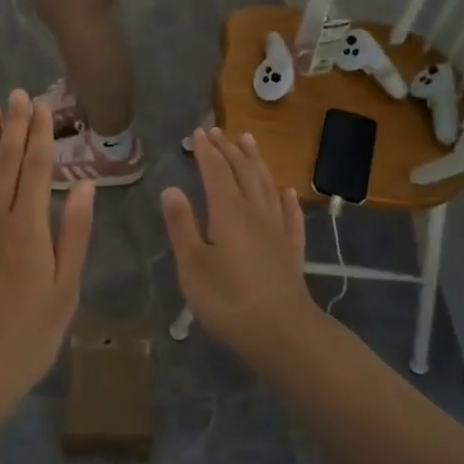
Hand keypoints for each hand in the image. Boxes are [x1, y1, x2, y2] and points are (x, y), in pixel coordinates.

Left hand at [0, 91, 95, 407]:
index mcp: (28, 228)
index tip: (42, 106)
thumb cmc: (27, 336)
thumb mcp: (65, 290)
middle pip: (5, 163)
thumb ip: (74, 234)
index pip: (35, 169)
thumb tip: (83, 186)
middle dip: (13, 127)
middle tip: (17, 93)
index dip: (39, 135)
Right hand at [161, 128, 317, 359]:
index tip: (198, 133)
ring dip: (256, 162)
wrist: (283, 332)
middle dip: (229, 150)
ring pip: (267, 185)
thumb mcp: (192, 264)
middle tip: (218, 132)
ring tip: (249, 142)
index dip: (206, 151)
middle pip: (243, 172)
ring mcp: (278, 229)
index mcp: (227, 211)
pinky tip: (287, 191)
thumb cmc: (228, 299)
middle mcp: (255, 211)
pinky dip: (286, 198)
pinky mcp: (292, 249)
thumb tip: (171, 189)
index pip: (215, 171)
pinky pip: (290, 214)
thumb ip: (181, 225)